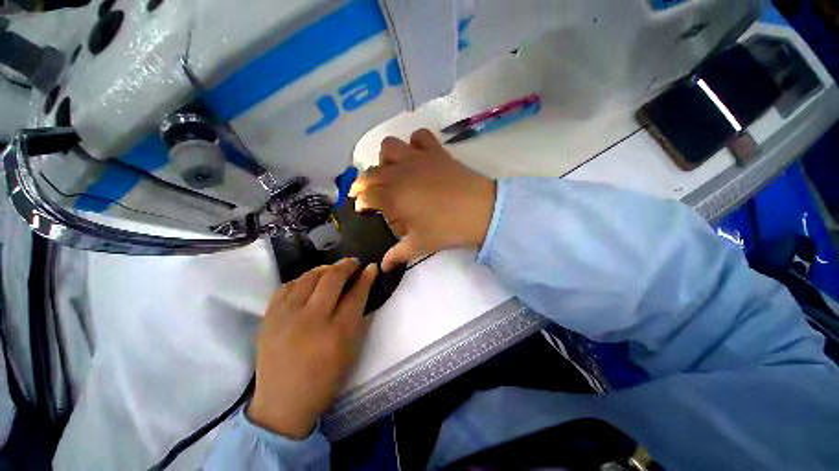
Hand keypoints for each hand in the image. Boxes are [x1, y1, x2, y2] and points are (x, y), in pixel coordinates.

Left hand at [247, 259, 376, 438]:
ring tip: (332, 270)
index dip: (366, 277)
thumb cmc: (324, 379)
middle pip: (332, 279)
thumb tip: (363, 289)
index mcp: (337, 333)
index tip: (371, 267)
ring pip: (308, 277)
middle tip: (353, 263)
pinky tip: (308, 283)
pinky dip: (301, 280)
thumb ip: (358, 317)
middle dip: (346, 265)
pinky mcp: (268, 318)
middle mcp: (311, 320)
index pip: (356, 294)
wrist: (282, 404)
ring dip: (324, 269)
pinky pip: (286, 286)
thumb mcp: (350, 351)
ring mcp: (286, 317)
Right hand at [349, 129, 495, 271]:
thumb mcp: (420, 244)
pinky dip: (415, 143)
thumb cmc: (446, 229)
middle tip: (370, 193)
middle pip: (371, 172)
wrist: (480, 211)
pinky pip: (420, 136)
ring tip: (392, 172)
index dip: (360, 201)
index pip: (366, 195)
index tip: (362, 208)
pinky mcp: (436, 151)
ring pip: (389, 146)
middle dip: (363, 182)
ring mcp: (417, 158)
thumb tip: (384, 267)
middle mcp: (399, 173)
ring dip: (385, 158)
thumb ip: (398, 254)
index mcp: (393, 196)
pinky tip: (417, 156)